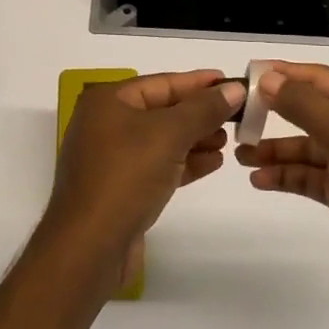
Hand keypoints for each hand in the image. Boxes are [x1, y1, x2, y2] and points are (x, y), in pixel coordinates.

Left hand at [42, 70, 244, 292]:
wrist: (90, 246)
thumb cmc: (126, 176)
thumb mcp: (170, 134)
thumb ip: (204, 109)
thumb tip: (235, 88)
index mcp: (107, 101)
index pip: (162, 83)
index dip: (199, 83)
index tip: (233, 83)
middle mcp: (105, 124)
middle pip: (162, 110)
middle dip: (199, 114)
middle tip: (237, 116)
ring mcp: (110, 158)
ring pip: (162, 140)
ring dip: (195, 139)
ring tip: (228, 141)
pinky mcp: (120, 188)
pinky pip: (157, 166)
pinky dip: (184, 162)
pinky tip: (213, 163)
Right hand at [236, 61, 328, 293]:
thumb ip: (305, 106)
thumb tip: (269, 78)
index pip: (319, 78)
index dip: (283, 74)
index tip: (246, 75)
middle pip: (309, 111)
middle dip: (273, 113)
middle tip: (236, 117)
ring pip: (306, 147)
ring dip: (275, 150)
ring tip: (239, 154)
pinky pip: (309, 176)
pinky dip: (286, 176)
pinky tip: (259, 180)